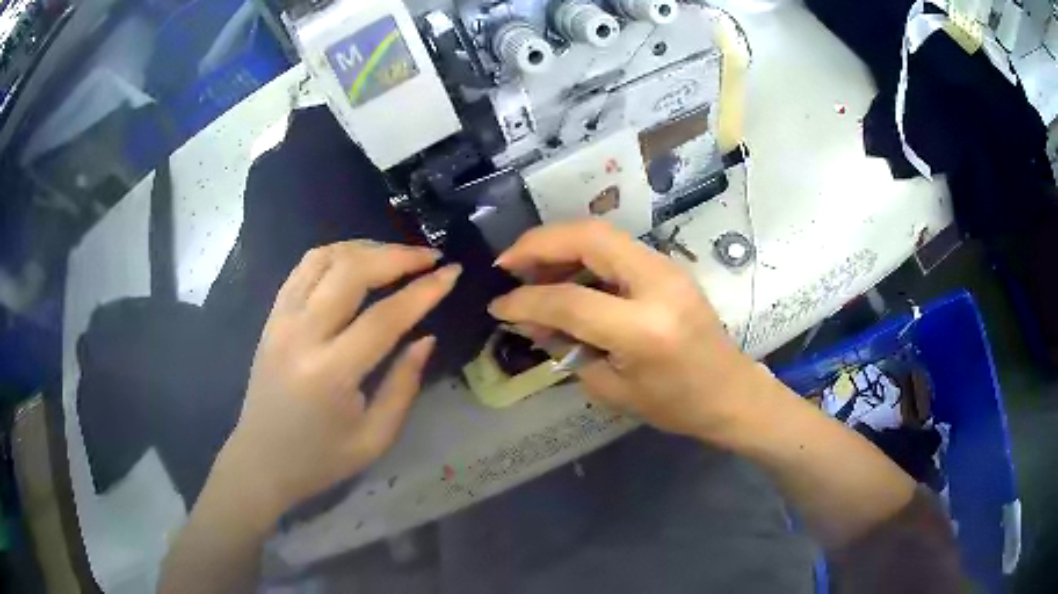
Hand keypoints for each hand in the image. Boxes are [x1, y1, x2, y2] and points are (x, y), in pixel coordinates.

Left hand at [215, 241, 460, 523]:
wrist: (262, 460)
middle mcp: (301, 335)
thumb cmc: (321, 459)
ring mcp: (281, 320)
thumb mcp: (374, 438)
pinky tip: (356, 261)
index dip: (423, 292)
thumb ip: (403, 385)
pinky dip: (335, 254)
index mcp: (330, 373)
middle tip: (429, 257)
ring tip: (397, 255)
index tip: (452, 273)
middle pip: (351, 271)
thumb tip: (426, 337)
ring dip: (365, 248)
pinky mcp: (272, 316)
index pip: (384, 317)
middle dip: (397, 256)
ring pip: (324, 258)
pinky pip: (303, 268)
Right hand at [488, 220, 761, 440]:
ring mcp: (668, 268)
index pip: (569, 300)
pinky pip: (616, 248)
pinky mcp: (668, 267)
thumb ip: (567, 348)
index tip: (497, 305)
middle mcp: (658, 284)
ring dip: (559, 244)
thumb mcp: (612, 389)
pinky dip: (582, 254)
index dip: (525, 301)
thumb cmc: (675, 405)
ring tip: (528, 268)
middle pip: (589, 238)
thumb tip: (531, 320)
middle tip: (506, 263)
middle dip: (539, 243)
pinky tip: (563, 273)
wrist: (730, 393)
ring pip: (602, 234)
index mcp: (643, 328)